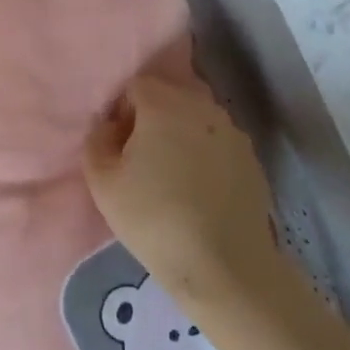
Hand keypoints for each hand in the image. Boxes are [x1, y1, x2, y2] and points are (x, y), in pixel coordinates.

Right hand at [83, 75, 288, 305]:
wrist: (223, 264)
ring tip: (171, 174)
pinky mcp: (252, 160)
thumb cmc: (153, 217)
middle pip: (172, 94)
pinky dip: (205, 155)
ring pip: (198, 118)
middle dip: (153, 116)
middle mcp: (204, 107)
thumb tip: (108, 125)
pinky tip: (197, 190)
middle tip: (141, 156)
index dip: (122, 109)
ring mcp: (234, 133)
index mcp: (165, 103)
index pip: (137, 84)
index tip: (118, 143)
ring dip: (181, 133)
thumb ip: (97, 140)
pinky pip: (219, 143)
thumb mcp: (102, 181)